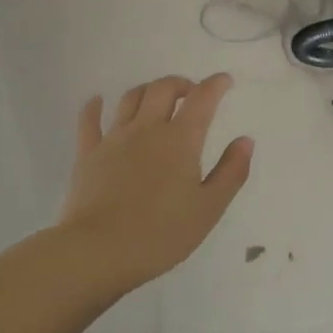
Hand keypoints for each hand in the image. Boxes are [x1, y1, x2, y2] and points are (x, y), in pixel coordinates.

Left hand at [56, 73, 254, 291]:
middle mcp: (146, 129)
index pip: (202, 99)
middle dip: (181, 84)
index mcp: (180, 140)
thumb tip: (245, 140)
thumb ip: (231, 172)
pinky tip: (98, 101)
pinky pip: (89, 120)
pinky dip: (94, 106)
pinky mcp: (87, 153)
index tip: (224, 81)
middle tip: (191, 93)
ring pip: (130, 99)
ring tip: (156, 98)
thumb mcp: (209, 209)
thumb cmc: (162, 234)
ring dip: (147, 91)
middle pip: (163, 89)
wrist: (100, 250)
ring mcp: (113, 138)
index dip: (215, 85)